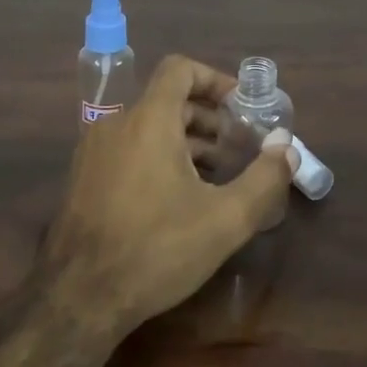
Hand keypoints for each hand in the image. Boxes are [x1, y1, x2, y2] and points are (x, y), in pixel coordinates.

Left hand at [43, 54, 296, 334]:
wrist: (78, 298)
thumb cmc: (156, 249)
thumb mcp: (224, 219)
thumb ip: (264, 178)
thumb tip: (288, 146)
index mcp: (148, 119)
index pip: (180, 69)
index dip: (214, 79)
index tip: (240, 106)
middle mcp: (117, 123)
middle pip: (168, 99)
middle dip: (208, 117)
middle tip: (239, 146)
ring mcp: (95, 150)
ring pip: (148, 125)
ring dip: (186, 139)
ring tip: (216, 174)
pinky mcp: (85, 176)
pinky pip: (129, 147)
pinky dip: (158, 154)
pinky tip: (179, 196)